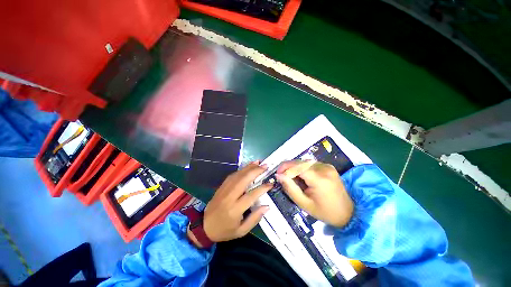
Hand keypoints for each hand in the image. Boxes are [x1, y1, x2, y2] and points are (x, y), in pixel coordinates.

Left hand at [203, 162, 272, 242]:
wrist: (204, 226)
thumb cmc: (225, 230)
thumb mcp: (241, 231)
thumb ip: (255, 218)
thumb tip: (267, 206)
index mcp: (235, 210)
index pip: (251, 195)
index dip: (262, 188)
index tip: (270, 183)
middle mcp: (229, 197)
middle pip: (244, 180)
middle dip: (256, 171)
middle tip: (265, 166)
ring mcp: (224, 190)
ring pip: (238, 175)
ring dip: (249, 167)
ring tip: (259, 163)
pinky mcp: (221, 186)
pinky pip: (232, 175)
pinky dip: (241, 169)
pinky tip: (248, 166)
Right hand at [276, 161, 353, 226]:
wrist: (348, 213)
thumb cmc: (325, 212)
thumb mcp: (304, 203)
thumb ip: (290, 188)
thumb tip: (279, 175)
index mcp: (319, 179)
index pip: (297, 166)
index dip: (285, 167)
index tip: (277, 174)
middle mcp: (324, 168)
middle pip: (300, 162)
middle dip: (289, 168)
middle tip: (283, 177)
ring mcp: (327, 166)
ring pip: (304, 162)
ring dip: (296, 168)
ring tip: (293, 179)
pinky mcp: (328, 166)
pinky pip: (310, 164)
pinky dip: (303, 168)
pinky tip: (303, 178)